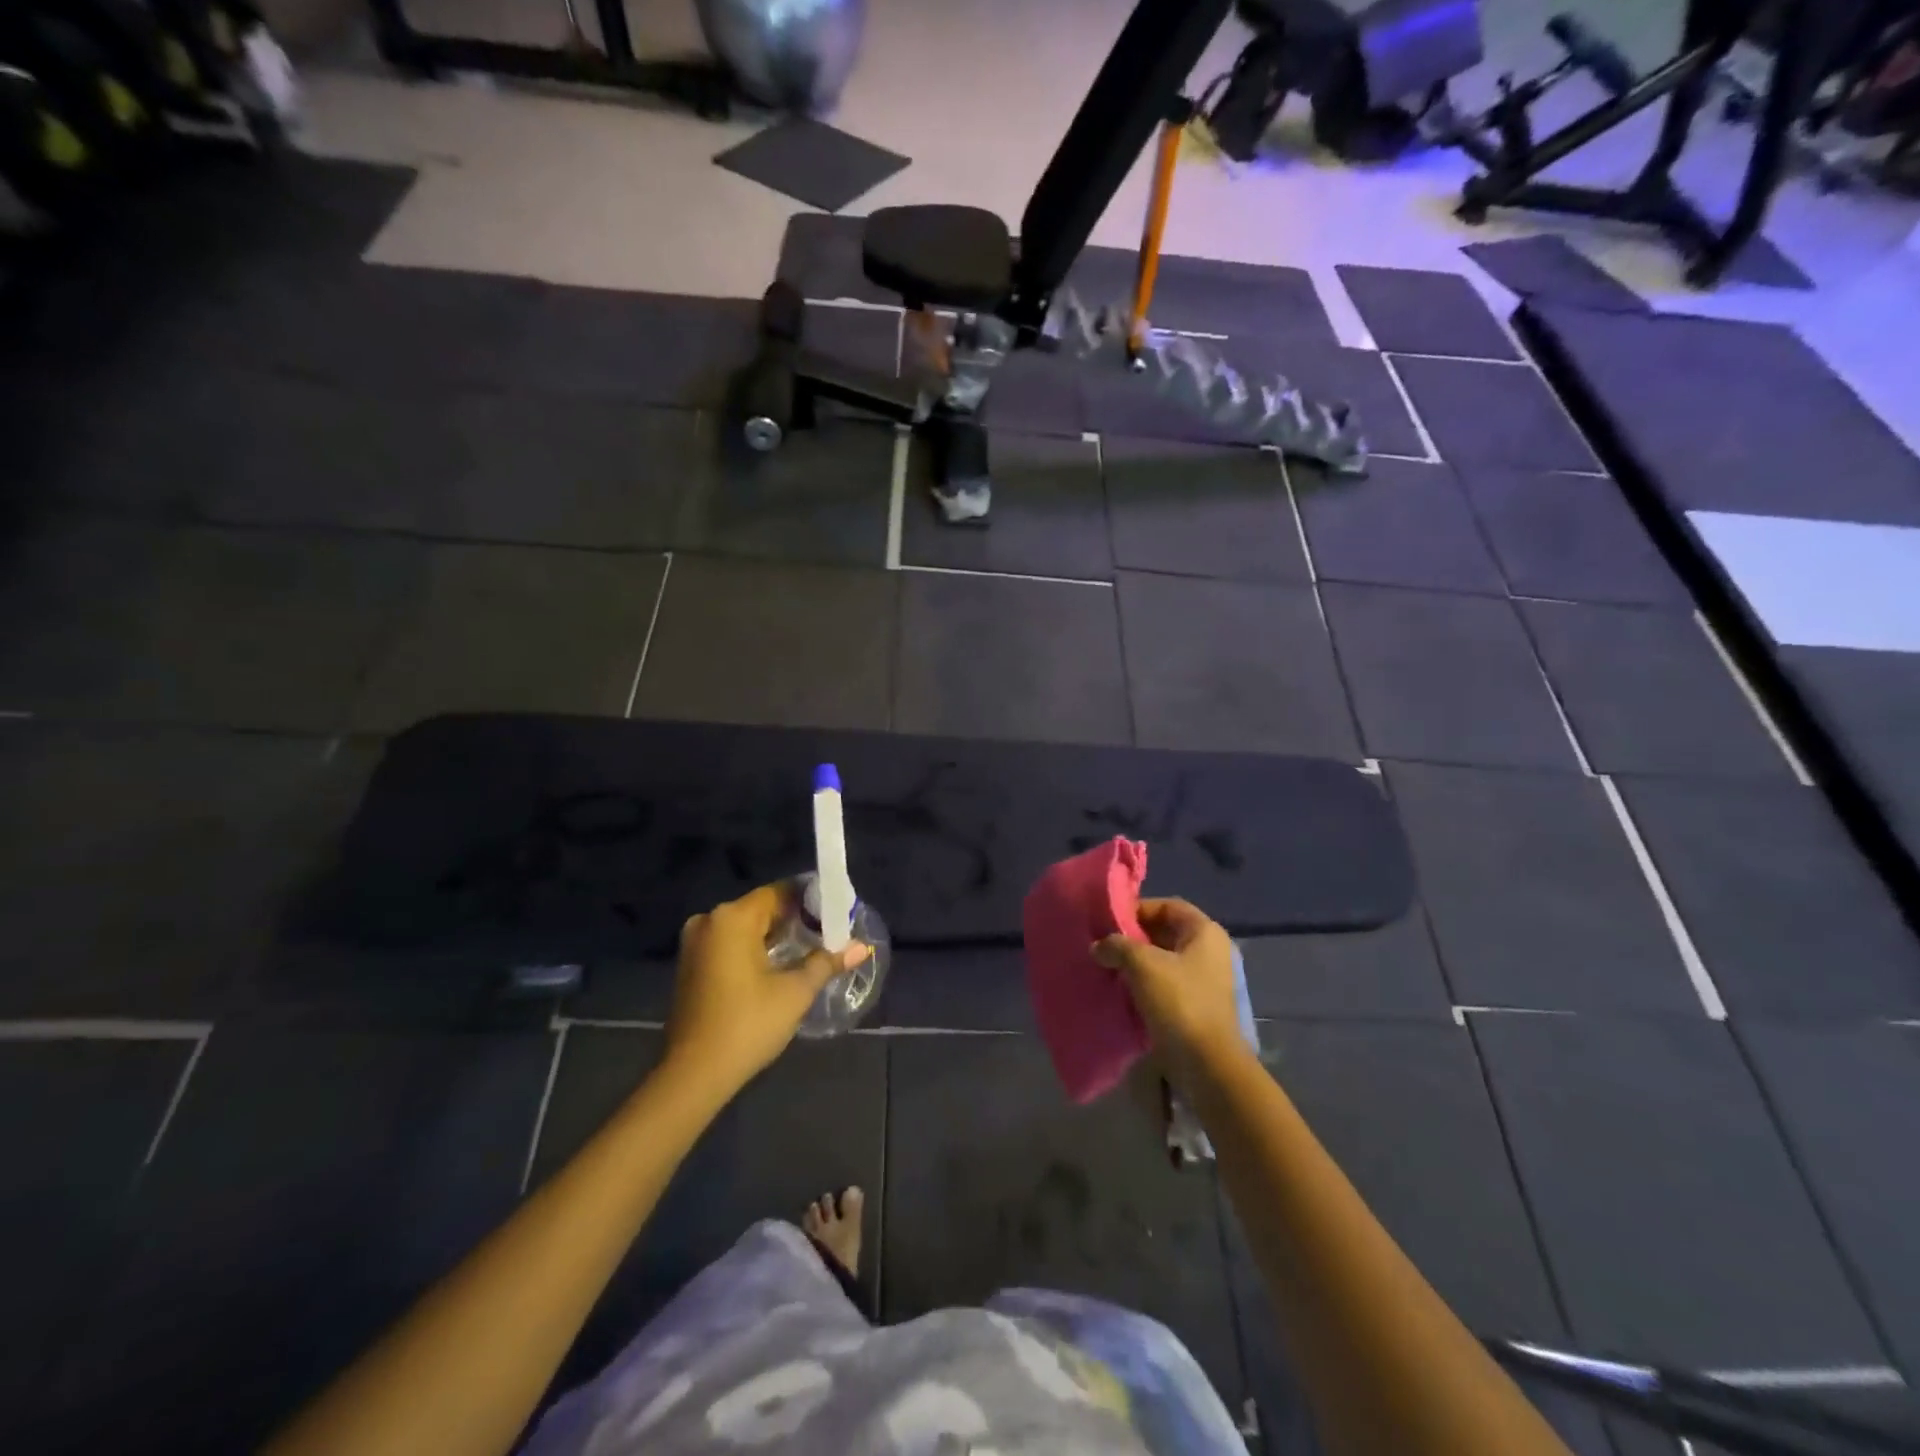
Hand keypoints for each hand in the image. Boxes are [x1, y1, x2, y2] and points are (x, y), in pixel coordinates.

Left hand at [664, 883, 870, 1096]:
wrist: (693, 1075)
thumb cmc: (747, 1025)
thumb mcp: (795, 992)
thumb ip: (826, 962)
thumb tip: (861, 947)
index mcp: (732, 918)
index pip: (780, 893)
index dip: (811, 900)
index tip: (837, 912)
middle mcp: (709, 921)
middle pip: (762, 908)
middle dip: (796, 919)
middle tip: (830, 933)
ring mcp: (695, 944)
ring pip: (746, 928)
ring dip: (775, 936)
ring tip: (811, 949)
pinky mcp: (691, 966)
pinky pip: (730, 944)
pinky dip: (754, 949)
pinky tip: (779, 966)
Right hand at [1094, 899, 1243, 1087]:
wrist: (1206, 1062)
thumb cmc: (1179, 1001)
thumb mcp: (1142, 964)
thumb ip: (1117, 946)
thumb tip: (1098, 946)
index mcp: (1204, 932)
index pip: (1167, 906)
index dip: (1138, 909)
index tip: (1110, 921)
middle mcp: (1209, 951)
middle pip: (1165, 932)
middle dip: (1134, 937)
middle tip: (1104, 944)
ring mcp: (1204, 980)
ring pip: (1163, 960)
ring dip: (1136, 962)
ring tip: (1107, 966)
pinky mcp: (1196, 1005)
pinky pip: (1165, 984)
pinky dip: (1144, 984)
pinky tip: (1121, 990)